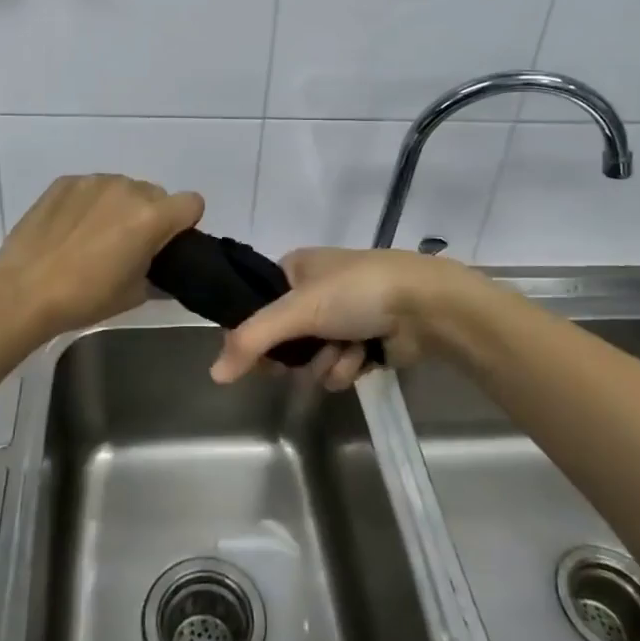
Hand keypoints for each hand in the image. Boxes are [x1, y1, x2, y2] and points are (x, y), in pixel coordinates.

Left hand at [0, 174, 203, 341]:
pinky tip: (70, 230)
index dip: (184, 223)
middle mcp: (127, 188)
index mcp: (151, 217)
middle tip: (128, 246)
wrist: (22, 292)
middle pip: (156, 194)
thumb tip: (161, 267)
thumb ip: (159, 272)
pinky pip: (92, 187)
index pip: (192, 203)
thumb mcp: (135, 294)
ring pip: (123, 187)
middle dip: (150, 215)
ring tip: (94, 237)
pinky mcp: (64, 181)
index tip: (167, 243)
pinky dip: (90, 203)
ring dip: (119, 207)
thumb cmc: (85, 298)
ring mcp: (93, 181)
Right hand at [210, 248, 469, 391]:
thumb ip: (252, 340)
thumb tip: (214, 374)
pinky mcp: (365, 342)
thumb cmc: (356, 293)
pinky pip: (339, 367)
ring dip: (326, 362)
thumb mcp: (298, 309)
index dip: (254, 332)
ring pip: (312, 358)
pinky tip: (365, 357)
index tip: (255, 355)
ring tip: (346, 350)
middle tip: (299, 358)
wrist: (425, 306)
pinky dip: (349, 366)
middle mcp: (316, 290)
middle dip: (297, 354)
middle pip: (284, 338)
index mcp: (296, 266)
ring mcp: (343, 317)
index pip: (256, 304)